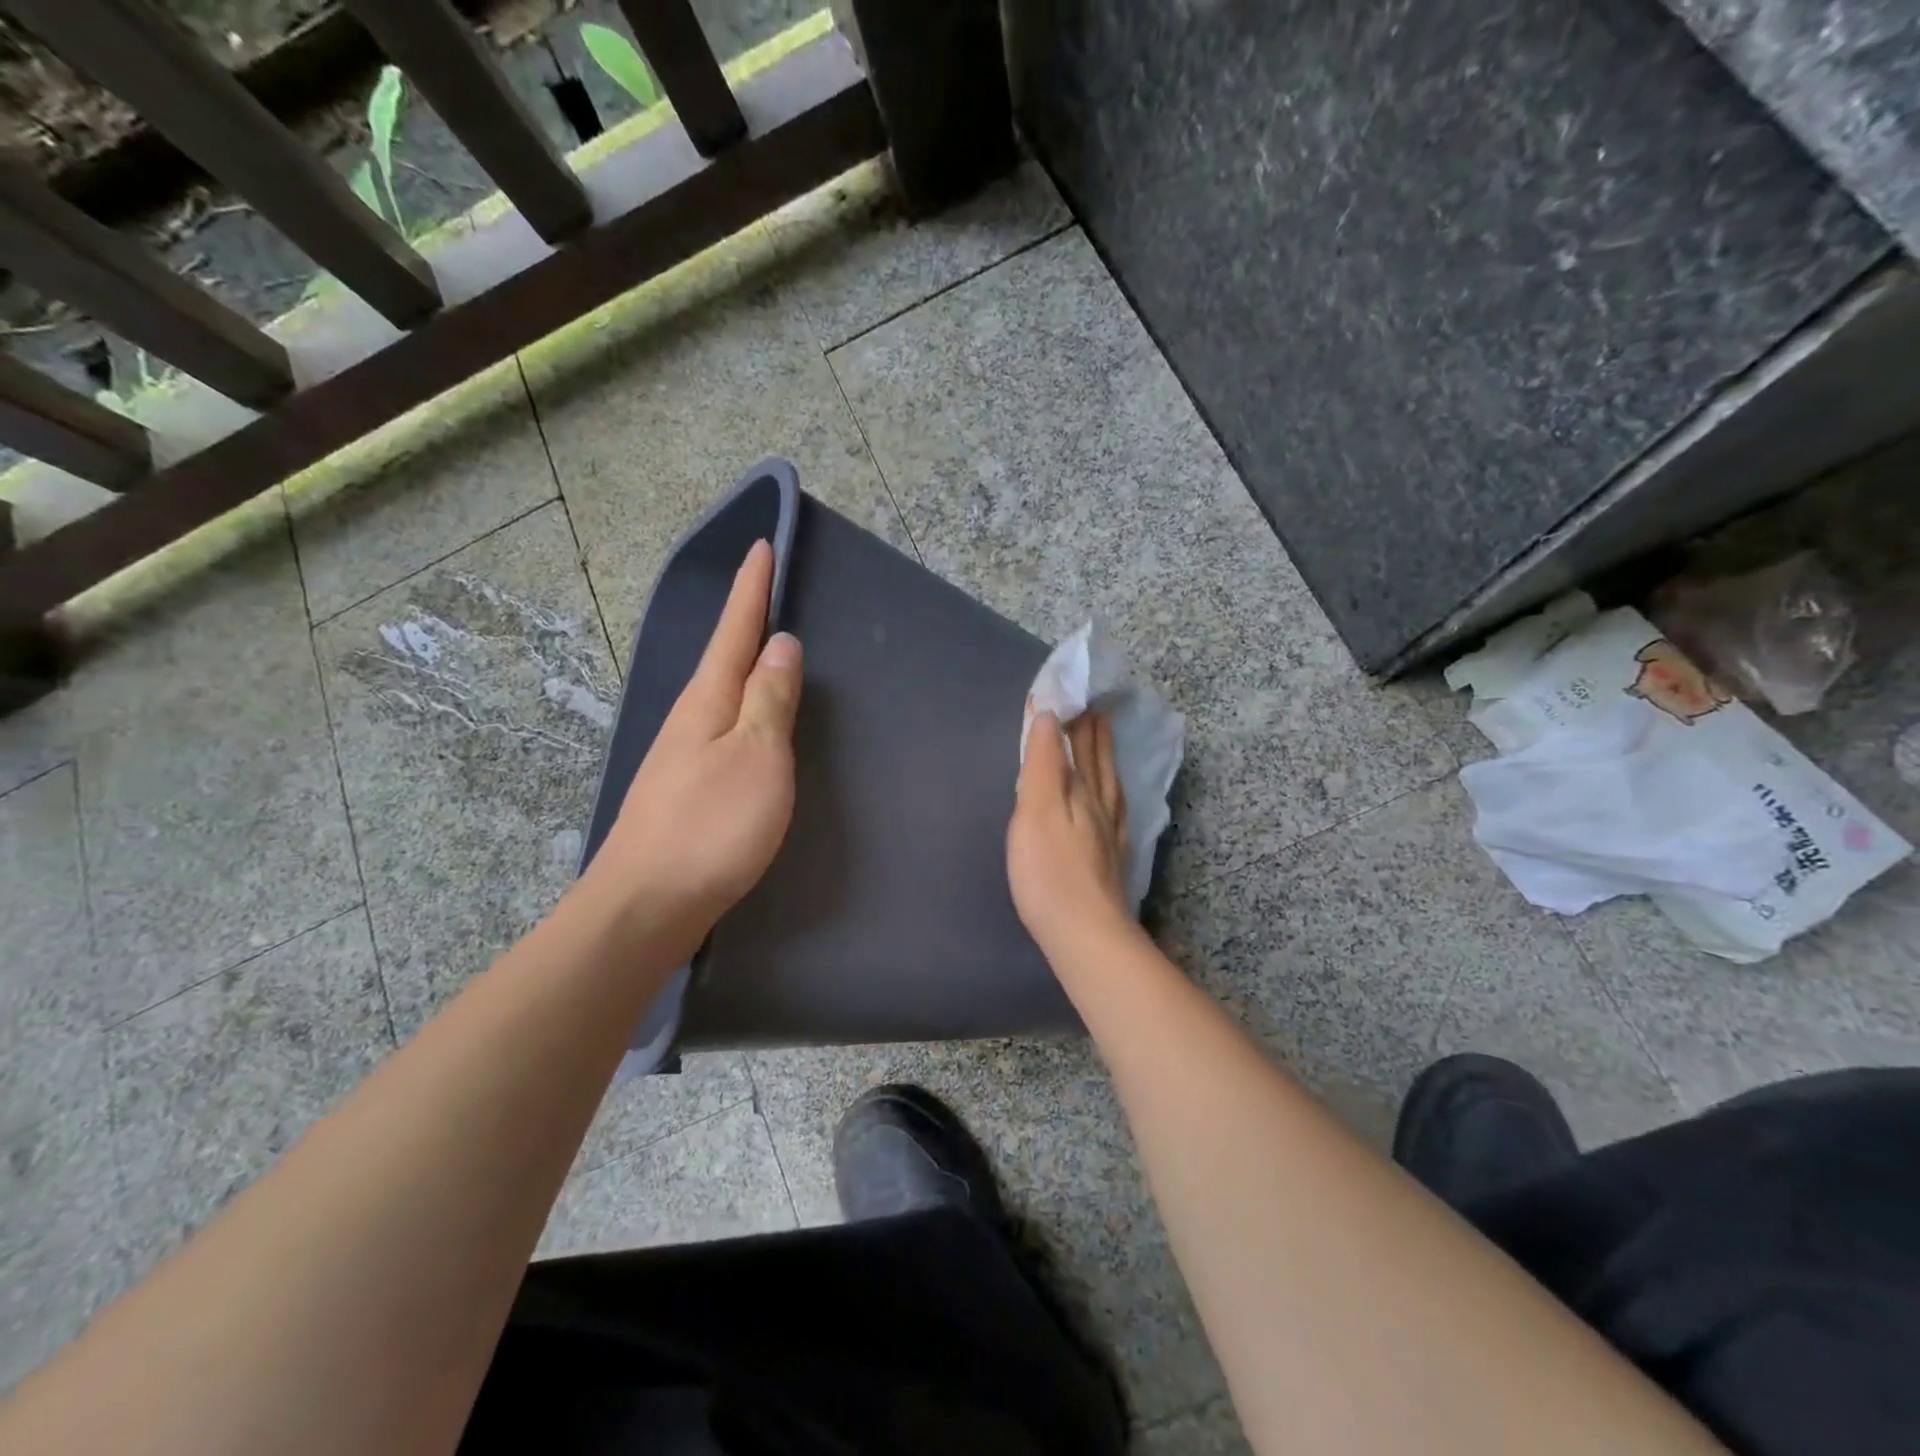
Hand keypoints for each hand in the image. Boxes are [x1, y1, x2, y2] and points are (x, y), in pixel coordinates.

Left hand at [585, 540, 801, 957]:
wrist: (646, 905)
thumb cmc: (711, 827)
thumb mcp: (756, 756)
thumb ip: (770, 699)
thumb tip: (779, 644)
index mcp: (707, 701)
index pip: (734, 631)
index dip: (751, 589)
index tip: (761, 546)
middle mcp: (689, 719)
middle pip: (722, 657)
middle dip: (745, 620)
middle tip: (769, 589)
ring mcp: (681, 756)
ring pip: (719, 694)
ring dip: (742, 665)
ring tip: (766, 648)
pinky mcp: (684, 789)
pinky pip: (720, 728)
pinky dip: (740, 708)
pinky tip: (747, 721)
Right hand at [1008, 709, 1132, 957]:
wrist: (1085, 935)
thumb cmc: (1049, 873)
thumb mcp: (1036, 811)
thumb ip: (1043, 764)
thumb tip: (1049, 717)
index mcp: (1082, 791)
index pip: (1077, 745)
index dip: (1072, 719)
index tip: (1070, 692)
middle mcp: (1101, 807)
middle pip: (1099, 762)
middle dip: (1093, 732)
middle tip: (1094, 706)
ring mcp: (1110, 835)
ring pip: (1110, 785)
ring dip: (1105, 758)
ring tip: (1104, 739)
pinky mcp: (1111, 861)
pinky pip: (1116, 813)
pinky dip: (1113, 795)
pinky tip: (1114, 801)